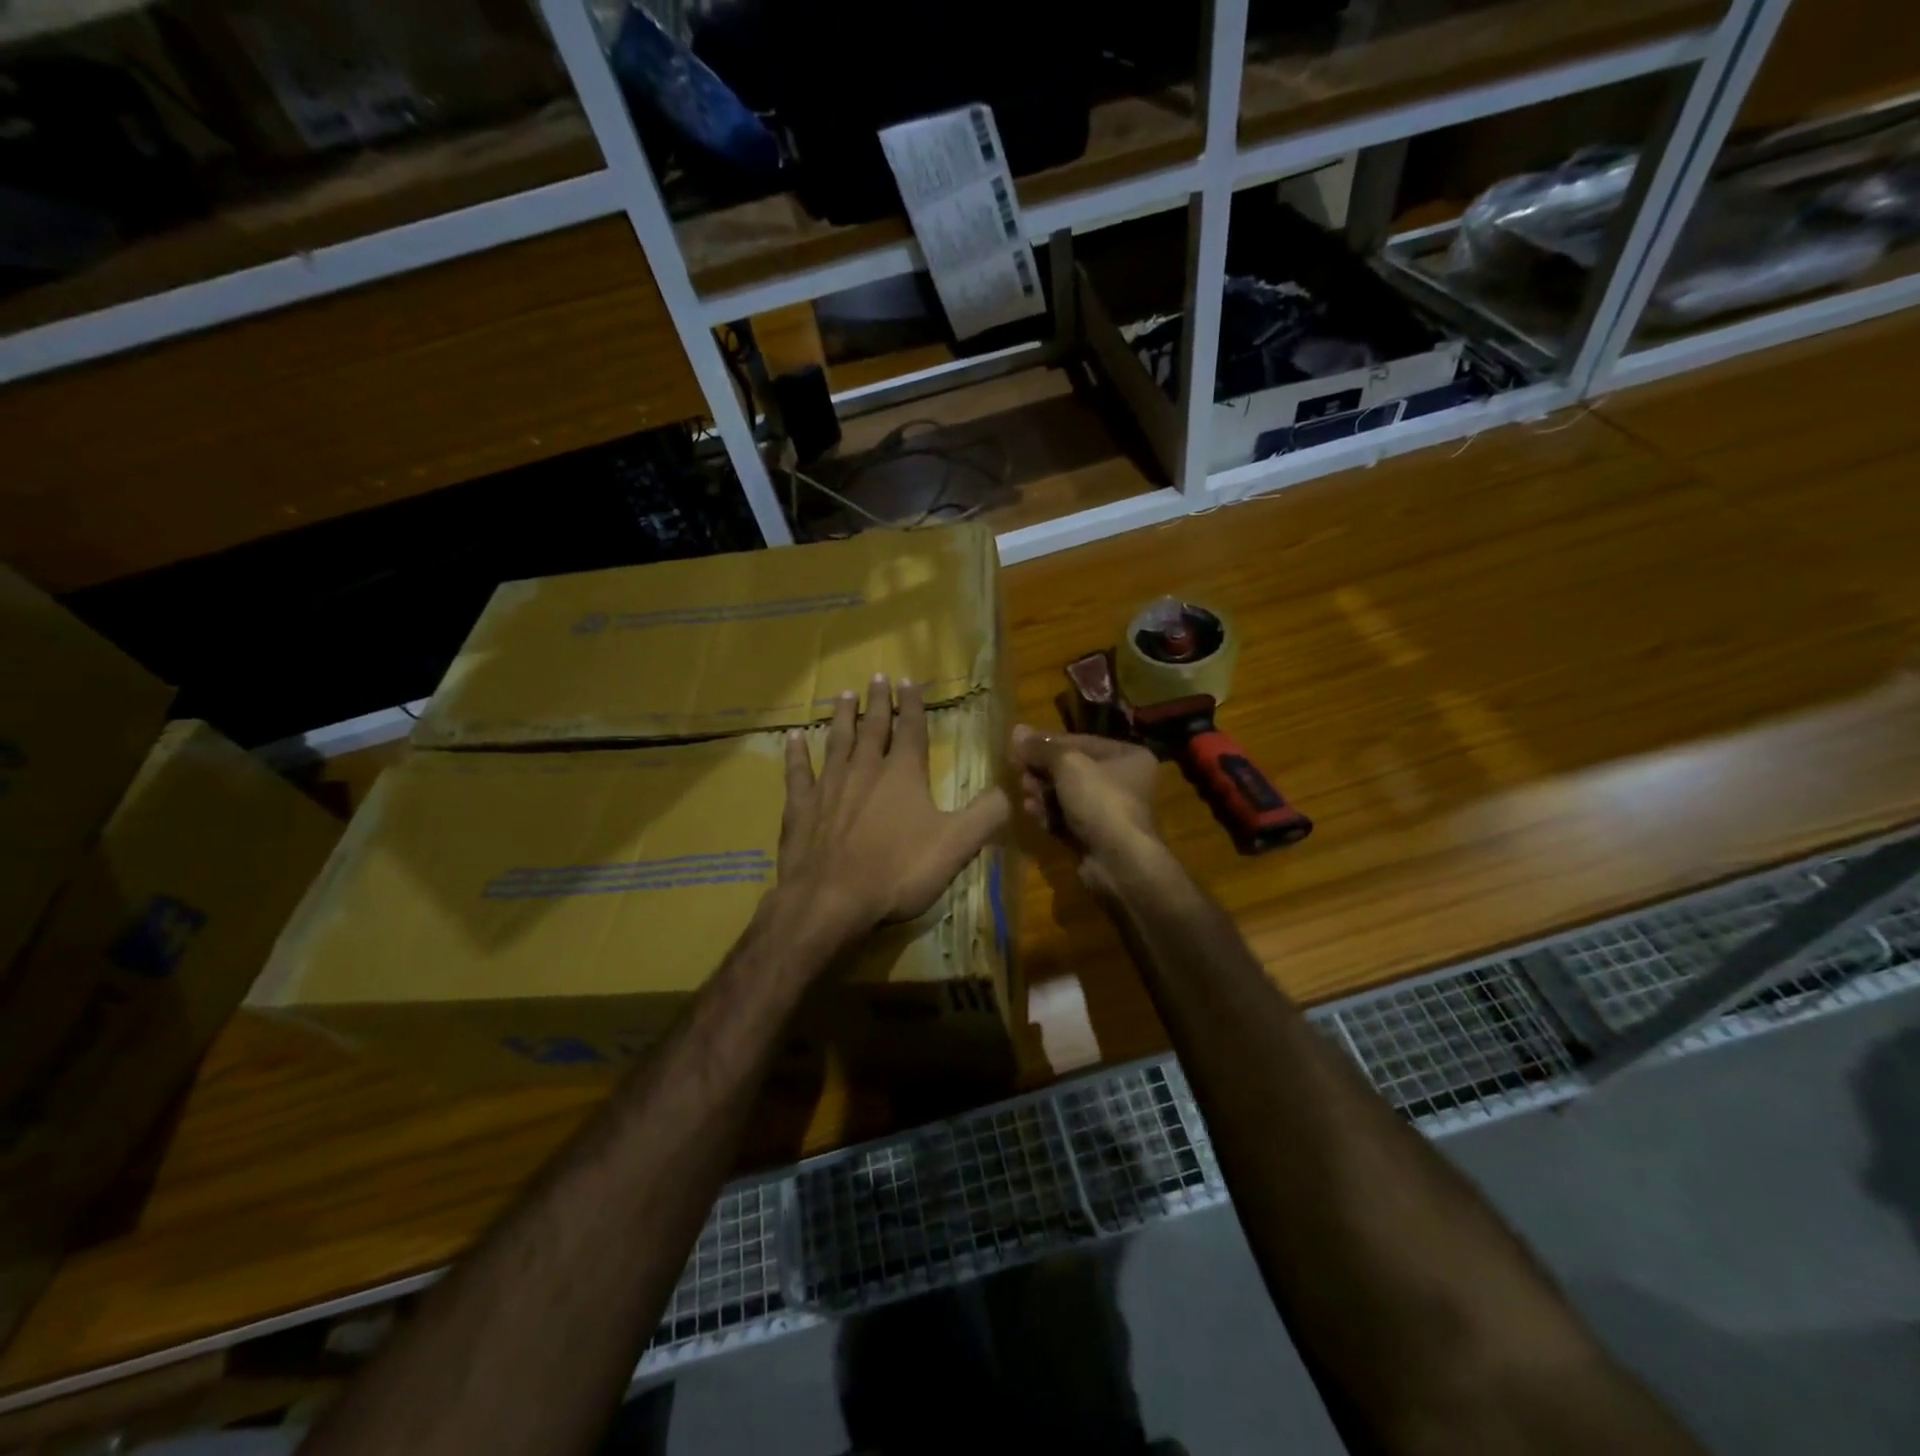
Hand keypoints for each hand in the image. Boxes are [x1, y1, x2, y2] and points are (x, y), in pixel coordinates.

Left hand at [777, 676, 1009, 949]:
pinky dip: (796, 753)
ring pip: (837, 740)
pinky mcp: (800, 806)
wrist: (831, 900)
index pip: (911, 728)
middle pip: (873, 727)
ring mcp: (829, 785)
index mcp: (903, 774)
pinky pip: (798, 771)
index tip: (908, 680)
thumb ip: (986, 815)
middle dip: (878, 702)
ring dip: (843, 716)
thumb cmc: (897, 871)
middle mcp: (865, 769)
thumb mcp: (957, 846)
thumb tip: (1007, 790)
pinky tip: (793, 738)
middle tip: (877, 676)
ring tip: (845, 695)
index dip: (912, 703)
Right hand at [1010, 724, 1163, 893]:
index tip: (1019, 745)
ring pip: (1067, 795)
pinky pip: (1066, 818)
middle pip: (1072, 769)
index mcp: (1127, 756)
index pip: (1081, 741)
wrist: (1119, 861)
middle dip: (1042, 770)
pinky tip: (1030, 811)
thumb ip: (1041, 748)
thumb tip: (1016, 730)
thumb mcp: (1068, 764)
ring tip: (1023, 792)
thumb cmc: (1100, 800)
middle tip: (1018, 770)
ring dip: (1042, 792)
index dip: (1047, 742)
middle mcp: (1123, 781)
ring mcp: (1109, 812)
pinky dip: (1049, 814)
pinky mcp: (1095, 836)